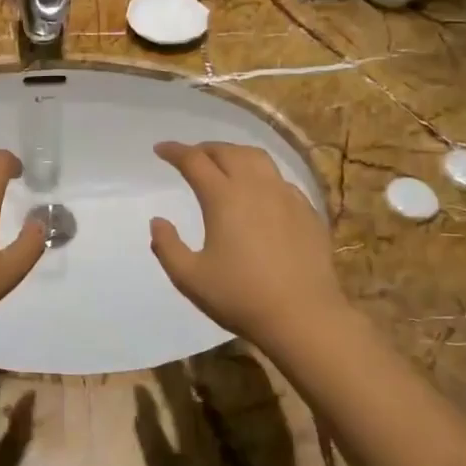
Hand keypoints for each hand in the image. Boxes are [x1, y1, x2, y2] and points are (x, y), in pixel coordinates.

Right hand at [149, 141, 347, 348]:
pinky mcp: (307, 211)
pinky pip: (280, 179)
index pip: (194, 160)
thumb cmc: (241, 297)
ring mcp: (286, 196)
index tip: (160, 149)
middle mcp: (255, 186)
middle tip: (190, 157)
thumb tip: (158, 222)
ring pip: (258, 158)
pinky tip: (259, 192)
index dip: (174, 151)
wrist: (304, 317)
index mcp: (223, 197)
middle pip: (227, 152)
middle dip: (204, 149)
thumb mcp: (189, 278)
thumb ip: (167, 246)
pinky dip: (261, 175)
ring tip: (224, 164)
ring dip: (234, 154)